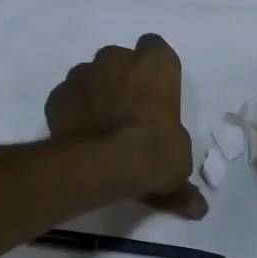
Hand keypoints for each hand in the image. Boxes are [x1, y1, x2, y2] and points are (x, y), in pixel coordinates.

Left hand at [46, 34, 205, 218]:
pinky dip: (73, 110)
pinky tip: (80, 135)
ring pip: (92, 75)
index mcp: (157, 64)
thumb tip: (198, 208)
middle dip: (123, 79)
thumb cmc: (152, 152)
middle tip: (128, 112)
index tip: (155, 95)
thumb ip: (182, 183)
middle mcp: (118, 58)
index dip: (155, 71)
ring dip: (97, 93)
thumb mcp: (178, 168)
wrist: (100, 163)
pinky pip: (68, 97)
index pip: (157, 49)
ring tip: (101, 127)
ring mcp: (84, 73)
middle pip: (122, 60)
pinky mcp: (58, 94)